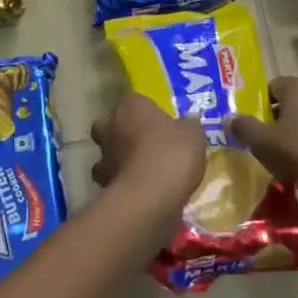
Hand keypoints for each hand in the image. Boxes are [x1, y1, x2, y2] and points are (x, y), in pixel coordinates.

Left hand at [90, 94, 206, 215]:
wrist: (150, 197)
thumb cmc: (172, 154)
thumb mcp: (193, 135)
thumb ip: (188, 126)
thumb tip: (188, 122)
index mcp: (131, 107)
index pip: (132, 99)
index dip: (144, 110)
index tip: (158, 121)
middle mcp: (110, 127)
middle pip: (109, 124)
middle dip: (121, 132)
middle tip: (144, 143)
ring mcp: (103, 157)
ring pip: (106, 153)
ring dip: (118, 159)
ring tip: (141, 170)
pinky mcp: (103, 184)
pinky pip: (112, 179)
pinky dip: (121, 182)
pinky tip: (140, 190)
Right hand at [229, 78, 297, 229]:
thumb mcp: (262, 142)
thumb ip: (243, 127)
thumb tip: (228, 118)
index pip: (271, 86)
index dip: (258, 103)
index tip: (251, 123)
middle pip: (290, 101)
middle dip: (276, 117)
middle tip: (264, 139)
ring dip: (295, 130)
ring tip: (283, 153)